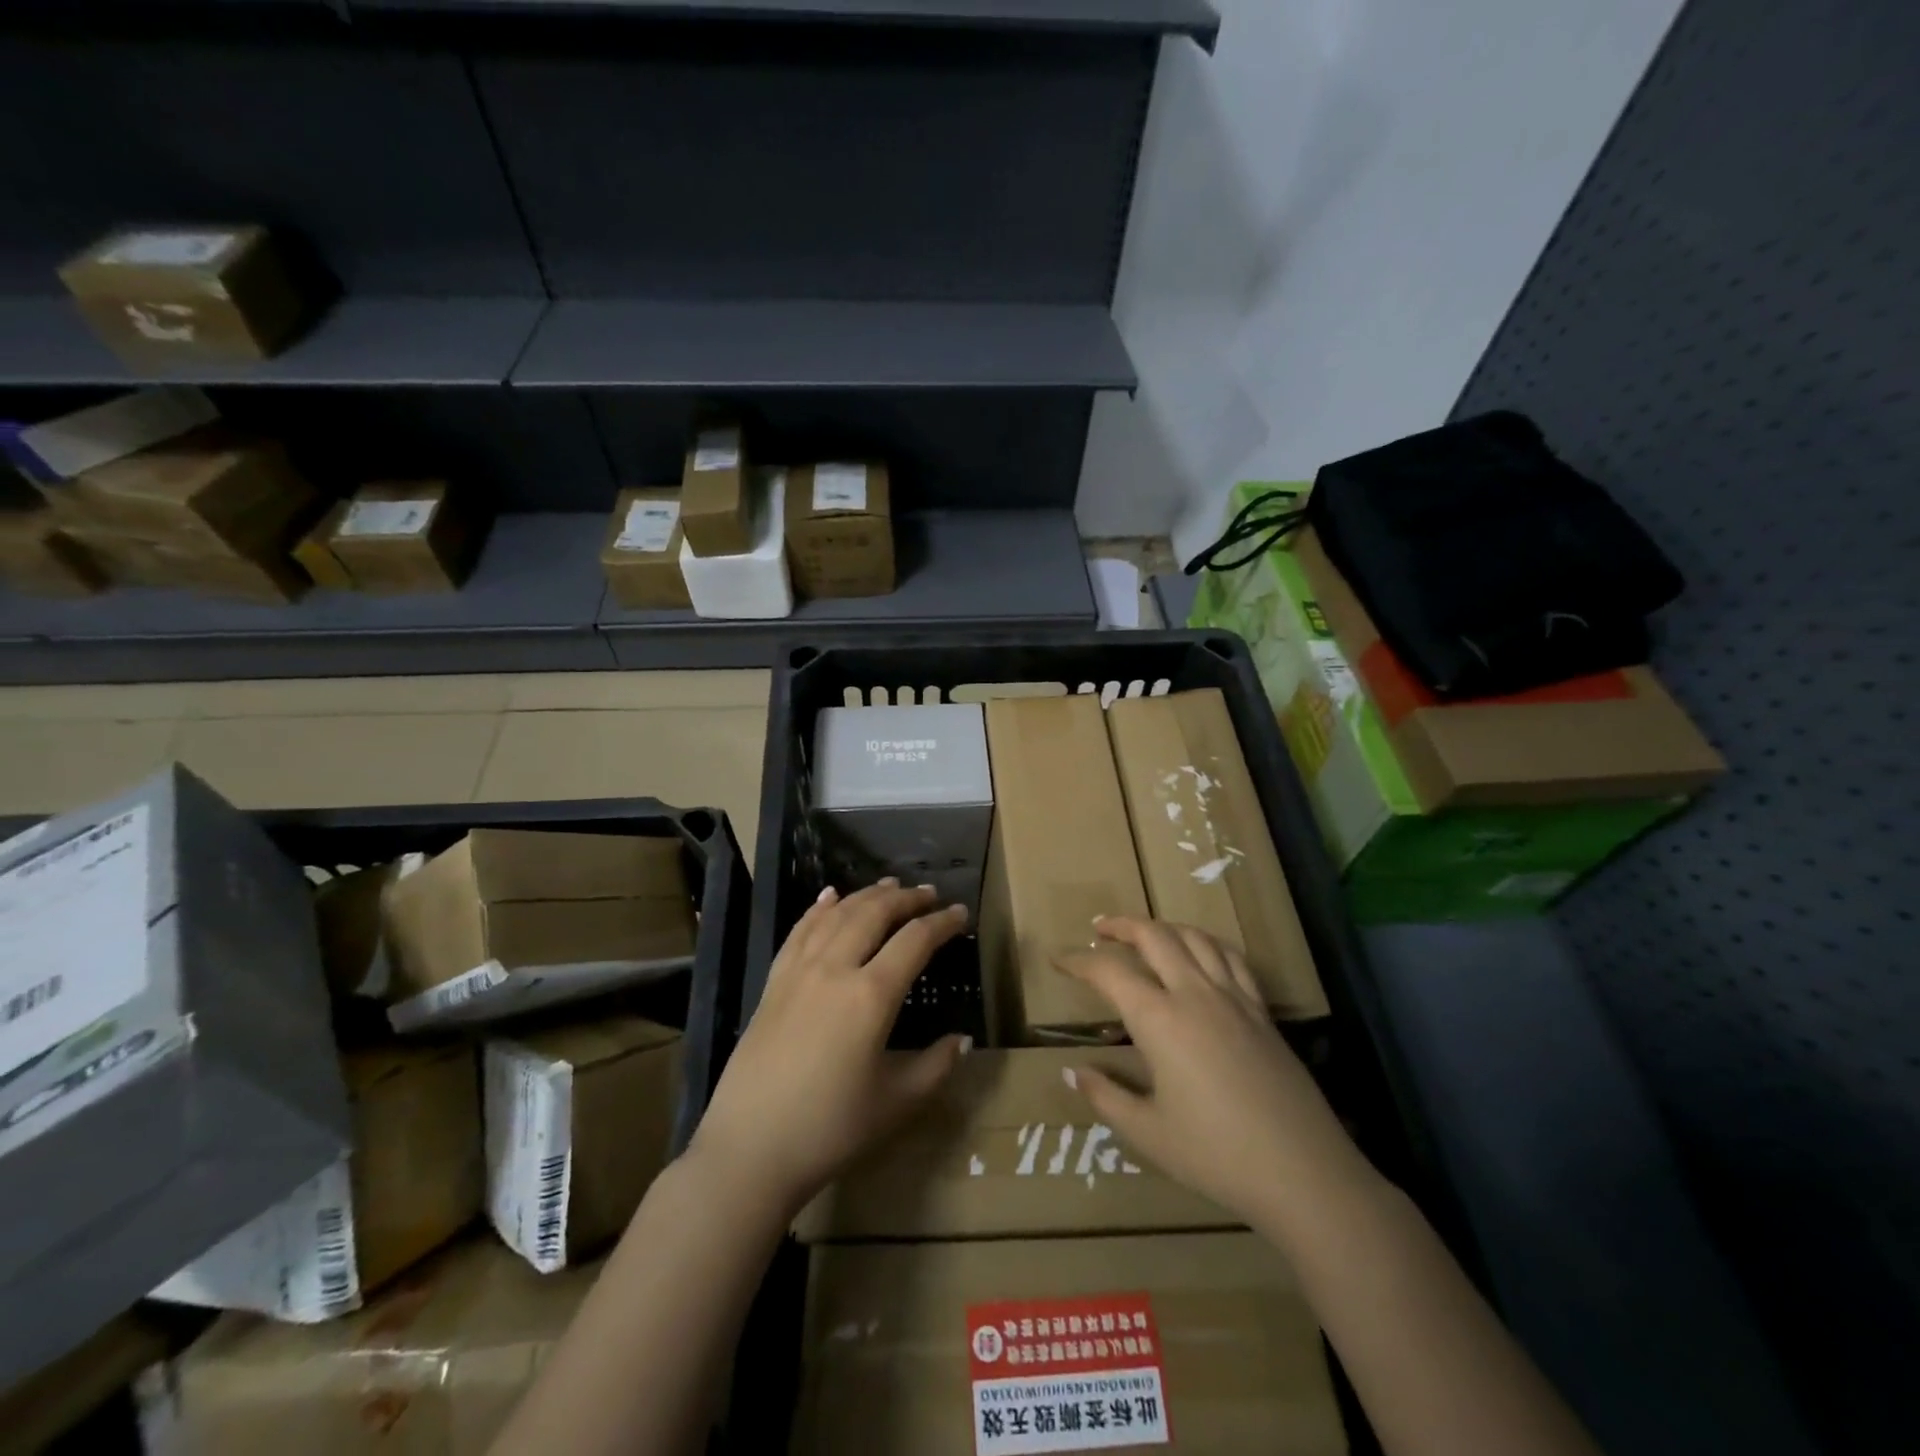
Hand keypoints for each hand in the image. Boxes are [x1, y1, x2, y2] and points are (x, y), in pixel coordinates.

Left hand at [689, 880, 970, 1218]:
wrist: (749, 1149)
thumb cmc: (830, 1129)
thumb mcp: (896, 1103)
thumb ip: (935, 1066)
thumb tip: (962, 1040)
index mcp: (871, 995)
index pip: (915, 940)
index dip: (942, 923)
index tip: (960, 913)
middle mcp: (835, 969)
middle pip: (874, 914)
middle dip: (906, 898)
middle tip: (929, 893)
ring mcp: (799, 972)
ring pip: (837, 915)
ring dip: (866, 895)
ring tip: (889, 885)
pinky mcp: (773, 983)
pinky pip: (799, 932)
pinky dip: (818, 908)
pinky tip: (828, 896)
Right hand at [1056, 918, 1372, 1228]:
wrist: (1303, 1172)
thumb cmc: (1216, 1155)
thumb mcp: (1148, 1133)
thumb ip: (1105, 1097)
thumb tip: (1069, 1073)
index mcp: (1160, 1020)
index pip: (1109, 973)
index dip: (1078, 961)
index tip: (1058, 959)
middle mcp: (1194, 994)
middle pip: (1154, 936)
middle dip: (1122, 926)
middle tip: (1100, 930)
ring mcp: (1233, 998)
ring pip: (1195, 938)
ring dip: (1163, 927)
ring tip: (1146, 933)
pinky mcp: (1261, 1012)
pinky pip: (1231, 958)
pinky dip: (1206, 943)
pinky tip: (1201, 953)